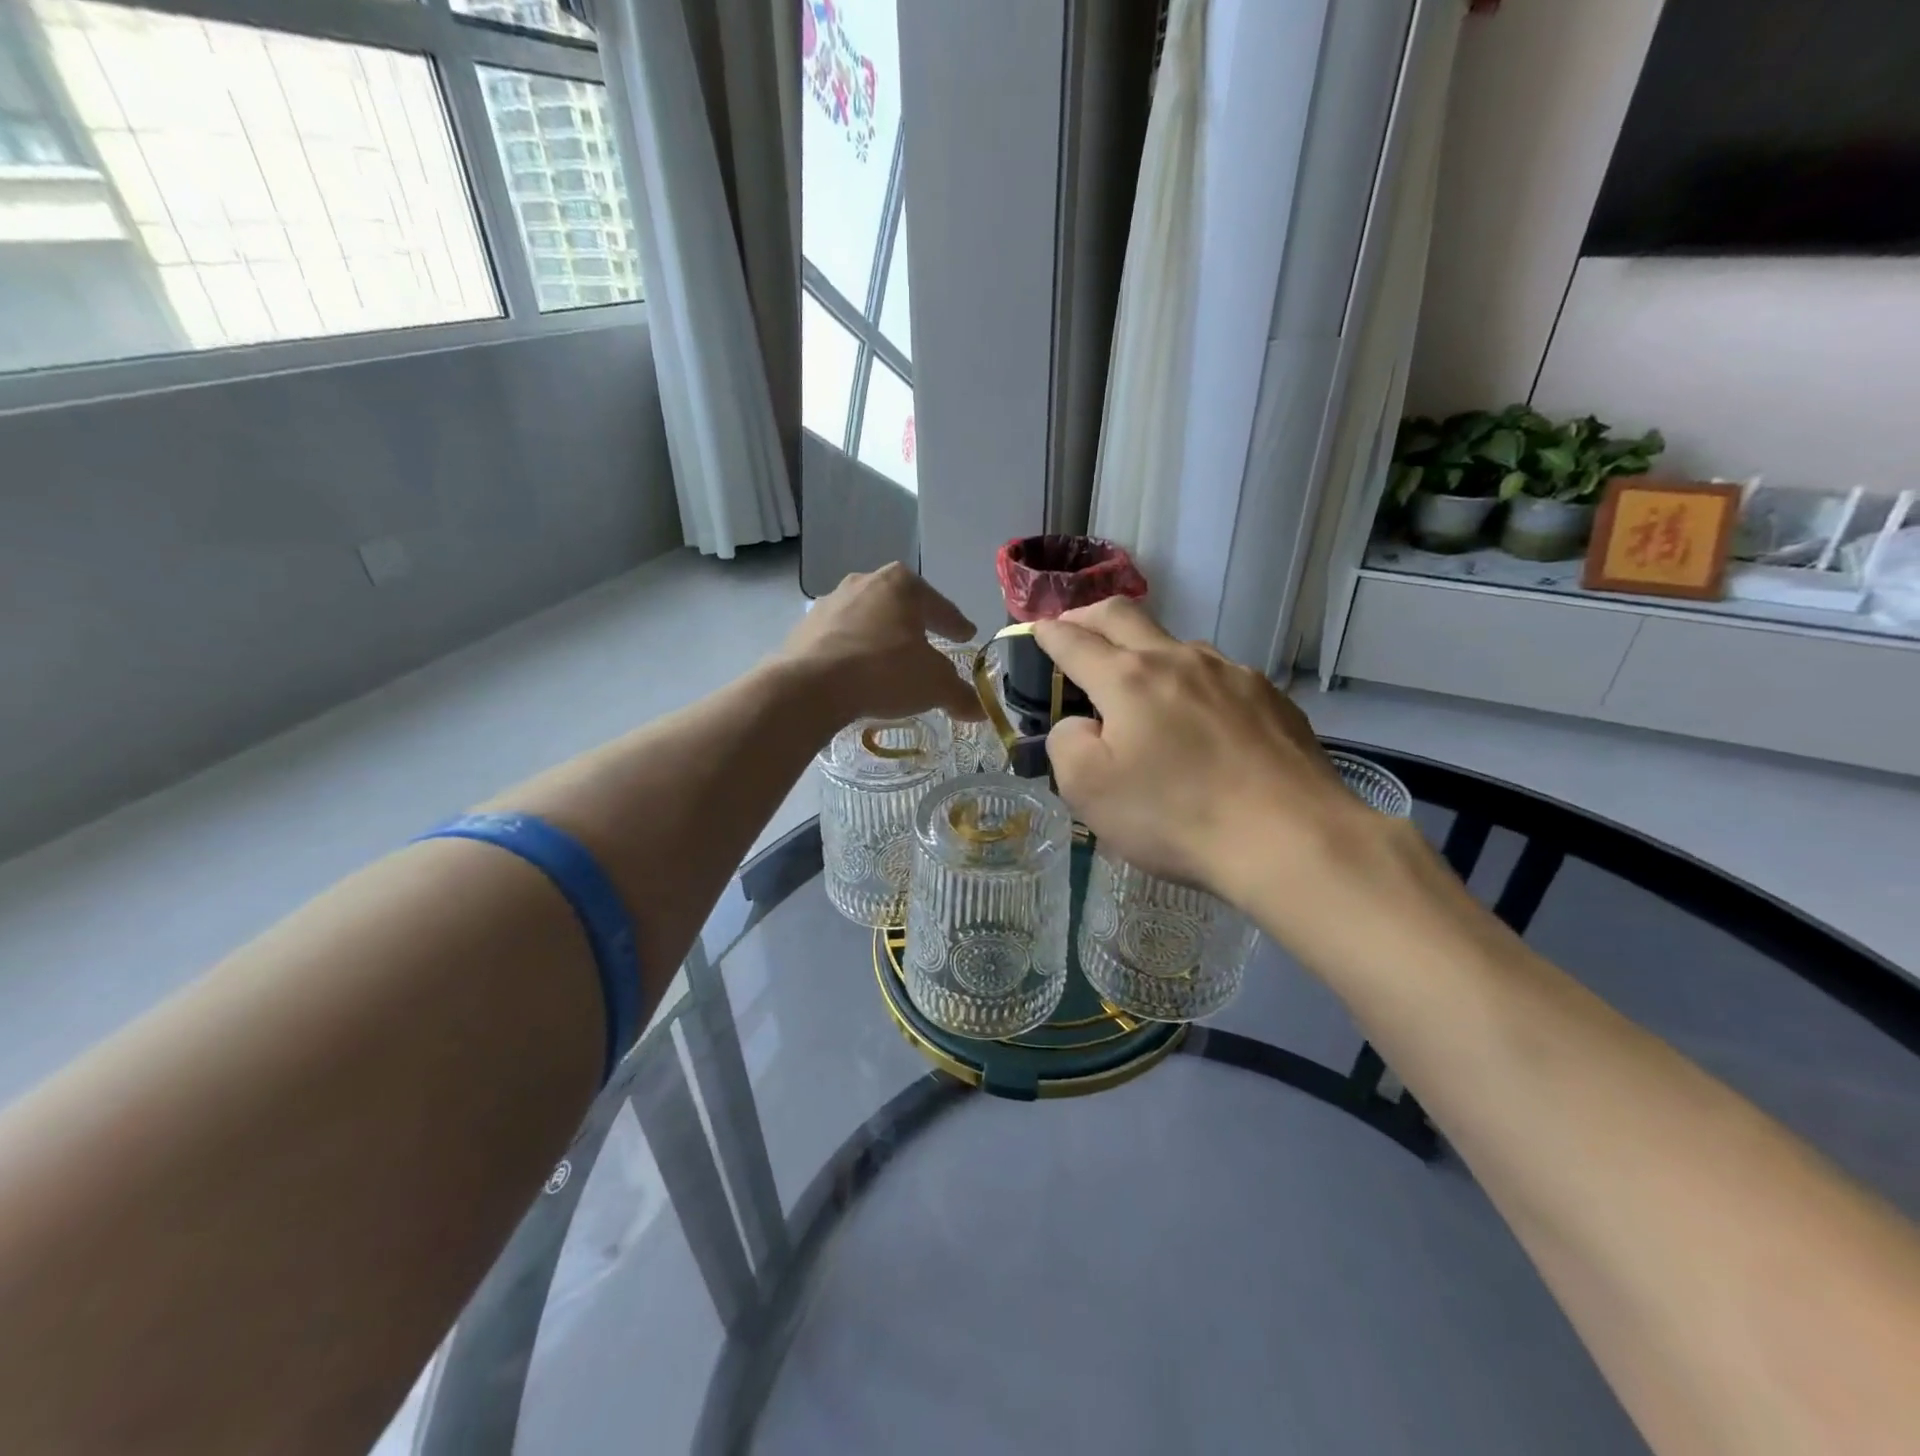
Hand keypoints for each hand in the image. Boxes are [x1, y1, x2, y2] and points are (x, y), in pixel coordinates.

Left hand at [777, 564, 986, 726]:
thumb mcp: (934, 686)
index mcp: (903, 585)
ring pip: (868, 619)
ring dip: (882, 637)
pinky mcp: (805, 626)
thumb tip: (980, 711)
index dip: (956, 624)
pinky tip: (859, 671)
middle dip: (916, 624)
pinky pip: (842, 638)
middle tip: (931, 643)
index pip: (940, 606)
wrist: (810, 686)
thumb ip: (960, 695)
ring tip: (892, 660)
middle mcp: (865, 582)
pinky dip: (855, 650)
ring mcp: (831, 602)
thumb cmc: (884, 671)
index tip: (966, 635)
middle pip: (901, 606)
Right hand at [1034, 599, 1372, 907]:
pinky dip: (1191, 684)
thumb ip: (1066, 743)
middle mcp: (1179, 660)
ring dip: (1145, 652)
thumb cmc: (1175, 816)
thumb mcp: (1089, 790)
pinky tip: (1201, 722)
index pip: (1074, 641)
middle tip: (1074, 627)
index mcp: (1128, 679)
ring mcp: (1231, 674)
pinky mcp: (1270, 697)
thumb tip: (1080, 724)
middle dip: (1088, 615)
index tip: (1035, 630)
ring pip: (1176, 645)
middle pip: (1123, 615)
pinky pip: (1218, 677)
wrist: (1291, 839)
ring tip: (1141, 688)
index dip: (1048, 633)